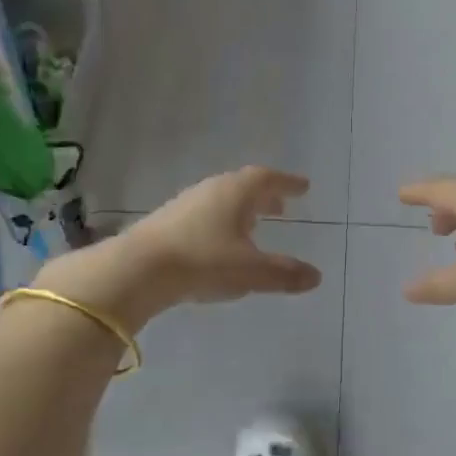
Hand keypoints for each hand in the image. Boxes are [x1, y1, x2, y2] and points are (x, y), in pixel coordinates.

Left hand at [35, 167, 322, 331]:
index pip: (267, 179)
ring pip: (221, 201)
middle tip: (281, 206)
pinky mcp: (167, 224)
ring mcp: (185, 205)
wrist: (139, 269)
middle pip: (243, 186)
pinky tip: (220, 244)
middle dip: (264, 196)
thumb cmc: (203, 261)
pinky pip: (203, 216)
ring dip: (241, 210)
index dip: (287, 182)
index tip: (303, 187)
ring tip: (254, 225)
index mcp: (236, 193)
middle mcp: (211, 191)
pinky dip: (221, 223)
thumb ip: (284, 274)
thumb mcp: (251, 271)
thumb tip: (316, 276)